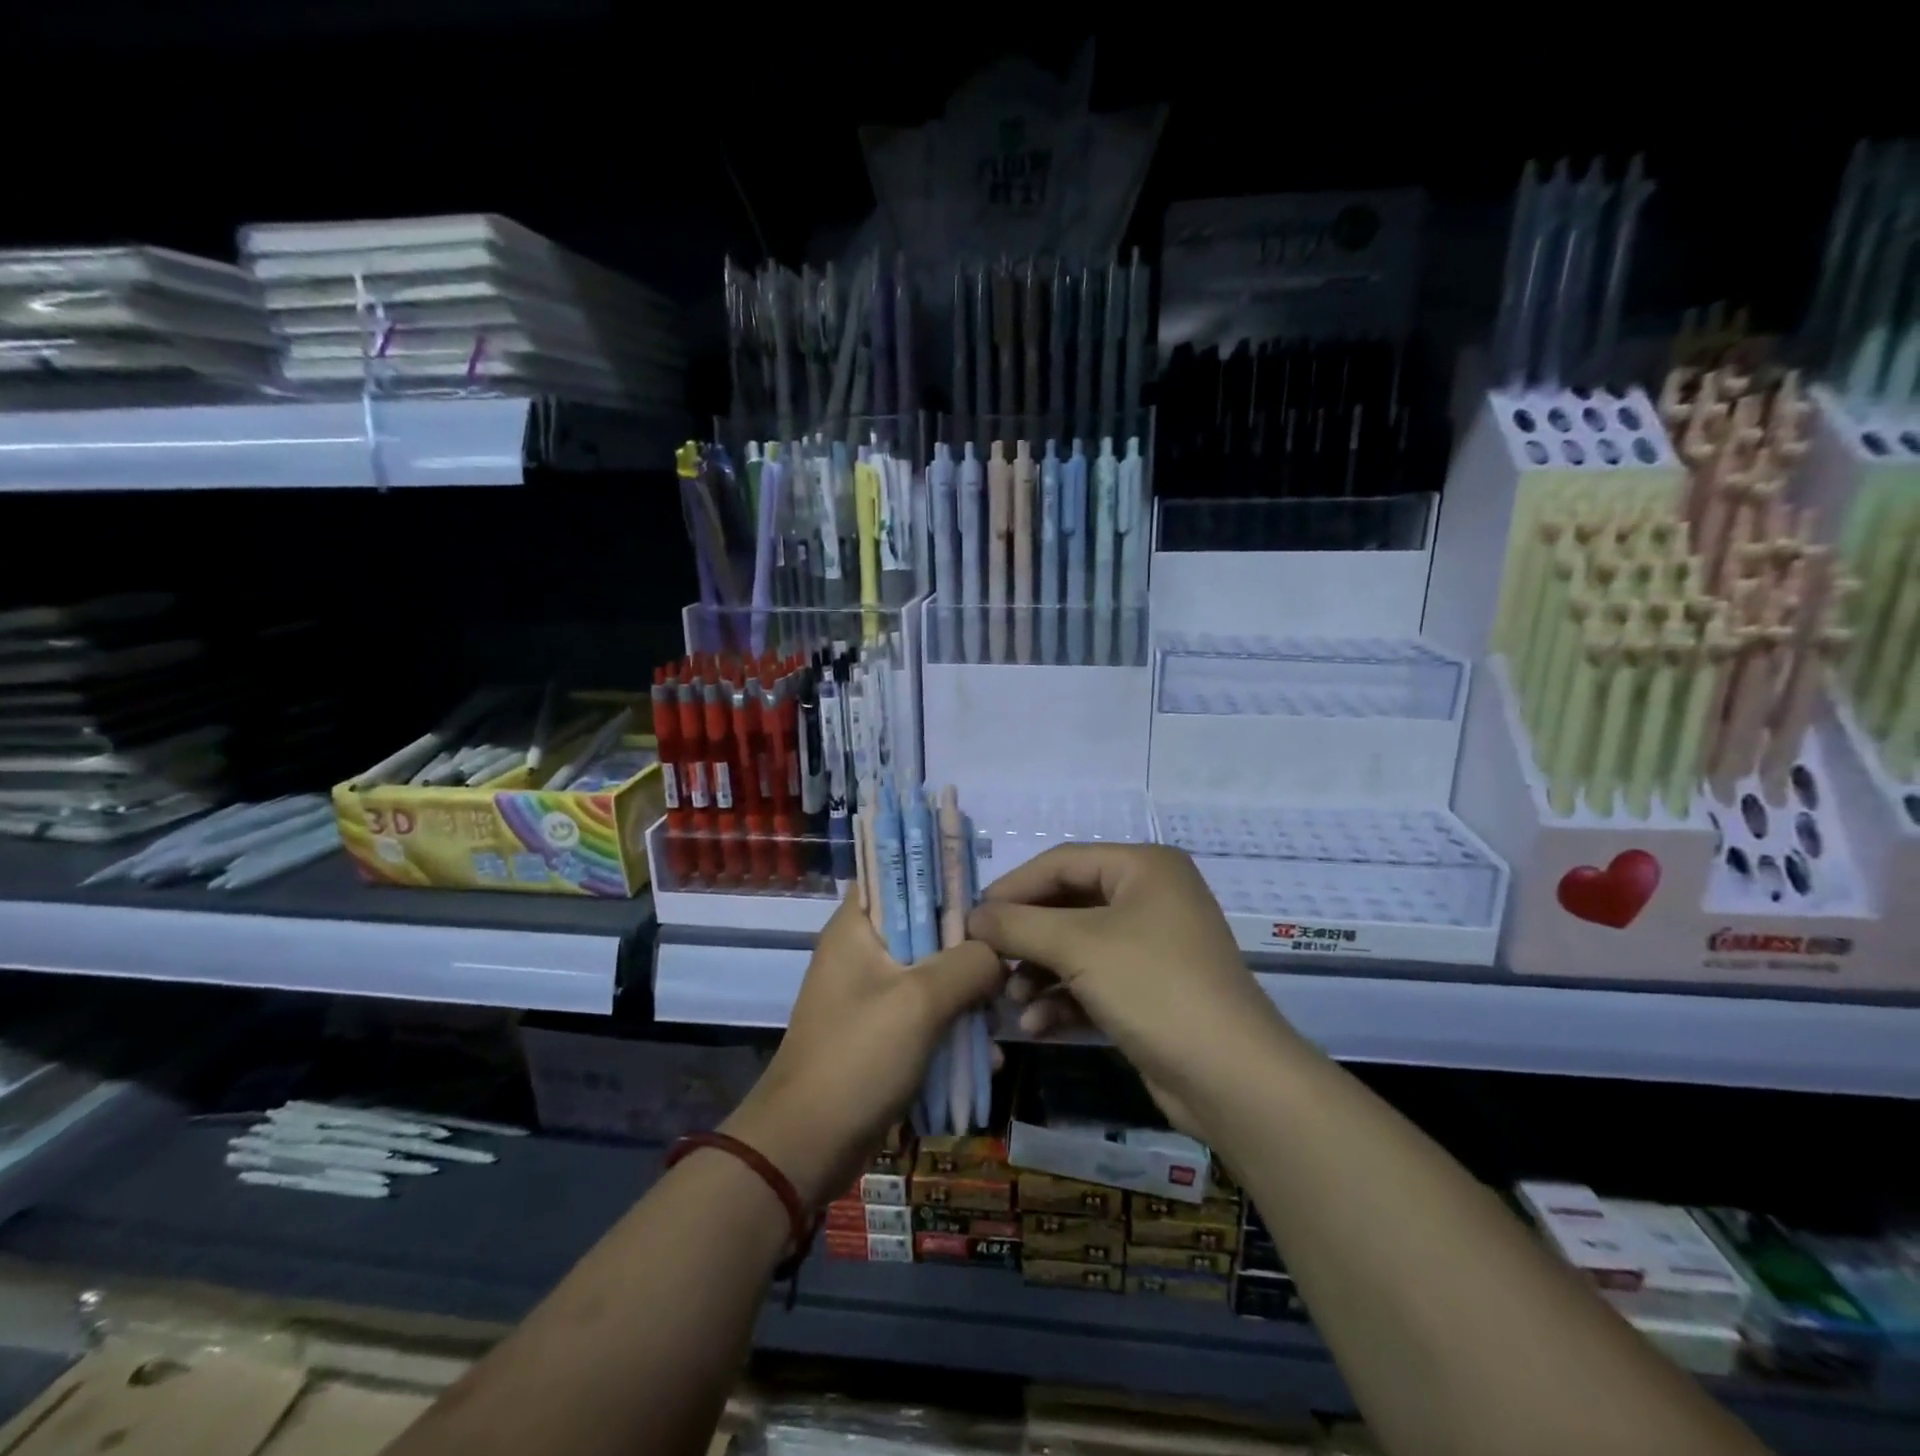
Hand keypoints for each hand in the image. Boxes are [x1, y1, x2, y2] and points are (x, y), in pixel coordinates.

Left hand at [723, 894, 1004, 1207]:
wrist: (806, 1147)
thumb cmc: (857, 1058)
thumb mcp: (921, 1001)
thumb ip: (968, 963)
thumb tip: (999, 952)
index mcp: (857, 926)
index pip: (898, 873)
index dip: (941, 875)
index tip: (985, 893)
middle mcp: (862, 951)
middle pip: (925, 926)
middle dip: (967, 945)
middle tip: (1006, 961)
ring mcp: (871, 994)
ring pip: (931, 973)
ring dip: (966, 991)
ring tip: (1000, 1015)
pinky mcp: (881, 1032)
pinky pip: (926, 1014)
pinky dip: (953, 1027)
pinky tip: (985, 1055)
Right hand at [966, 844, 1287, 1107]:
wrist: (1230, 1077)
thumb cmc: (1152, 986)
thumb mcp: (1077, 947)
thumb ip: (1018, 925)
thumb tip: (972, 917)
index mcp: (1142, 867)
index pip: (1061, 862)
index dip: (1013, 887)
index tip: (972, 917)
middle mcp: (1150, 897)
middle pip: (1068, 905)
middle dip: (1026, 937)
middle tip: (986, 960)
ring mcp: (1153, 945)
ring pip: (1078, 946)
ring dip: (1040, 972)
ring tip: (1010, 1000)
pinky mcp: (1150, 989)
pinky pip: (1095, 980)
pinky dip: (1064, 998)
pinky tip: (1036, 1025)